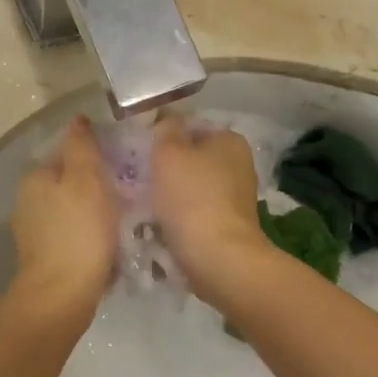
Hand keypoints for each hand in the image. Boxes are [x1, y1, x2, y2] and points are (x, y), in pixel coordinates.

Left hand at [8, 115, 118, 322]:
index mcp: (35, 177)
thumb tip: (78, 119)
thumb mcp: (87, 179)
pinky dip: (89, 236)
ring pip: (71, 210)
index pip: (67, 153)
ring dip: (94, 212)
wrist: (62, 295)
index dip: (96, 156)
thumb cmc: (79, 232)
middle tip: (128, 194)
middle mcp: (27, 200)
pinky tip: (108, 246)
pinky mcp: (44, 258)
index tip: (123, 166)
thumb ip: (82, 146)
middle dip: (95, 186)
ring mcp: (33, 232)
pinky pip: (72, 236)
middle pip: (69, 182)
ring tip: (124, 221)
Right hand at [149, 113, 271, 302]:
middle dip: (166, 169)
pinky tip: (162, 228)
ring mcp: (237, 197)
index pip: (189, 127)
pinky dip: (180, 218)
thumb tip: (167, 118)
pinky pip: (196, 213)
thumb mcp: (169, 153)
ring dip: (170, 196)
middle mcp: (239, 163)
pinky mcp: (230, 225)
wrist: (218, 258)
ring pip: (191, 188)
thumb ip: (165, 128)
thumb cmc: (191, 198)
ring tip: (146, 208)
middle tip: (138, 181)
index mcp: (229, 139)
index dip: (162, 137)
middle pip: (191, 159)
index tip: (140, 154)